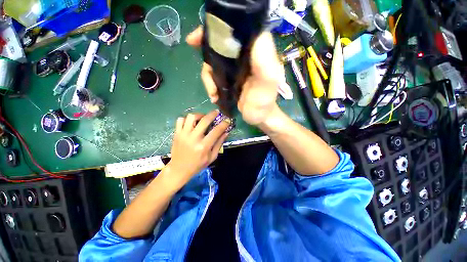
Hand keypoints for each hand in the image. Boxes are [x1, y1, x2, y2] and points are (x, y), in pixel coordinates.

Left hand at [166, 110, 229, 187]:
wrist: (179, 169)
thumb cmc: (198, 165)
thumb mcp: (212, 157)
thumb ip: (219, 143)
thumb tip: (226, 132)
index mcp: (203, 146)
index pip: (216, 131)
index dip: (223, 124)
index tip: (227, 120)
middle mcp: (193, 138)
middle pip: (204, 120)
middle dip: (213, 114)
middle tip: (216, 112)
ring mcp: (183, 135)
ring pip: (191, 117)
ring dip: (200, 115)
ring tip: (203, 118)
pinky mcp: (176, 134)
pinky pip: (181, 120)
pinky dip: (187, 118)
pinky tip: (192, 122)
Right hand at [186, 26, 282, 125]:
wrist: (259, 117)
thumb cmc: (264, 102)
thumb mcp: (268, 82)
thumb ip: (264, 61)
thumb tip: (255, 33)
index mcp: (254, 52)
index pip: (233, 32)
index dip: (215, 31)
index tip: (196, 39)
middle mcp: (243, 57)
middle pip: (218, 47)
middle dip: (206, 57)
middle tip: (204, 71)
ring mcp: (235, 69)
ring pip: (213, 64)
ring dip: (208, 79)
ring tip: (213, 93)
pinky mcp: (229, 80)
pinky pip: (214, 77)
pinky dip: (211, 86)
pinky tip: (214, 96)